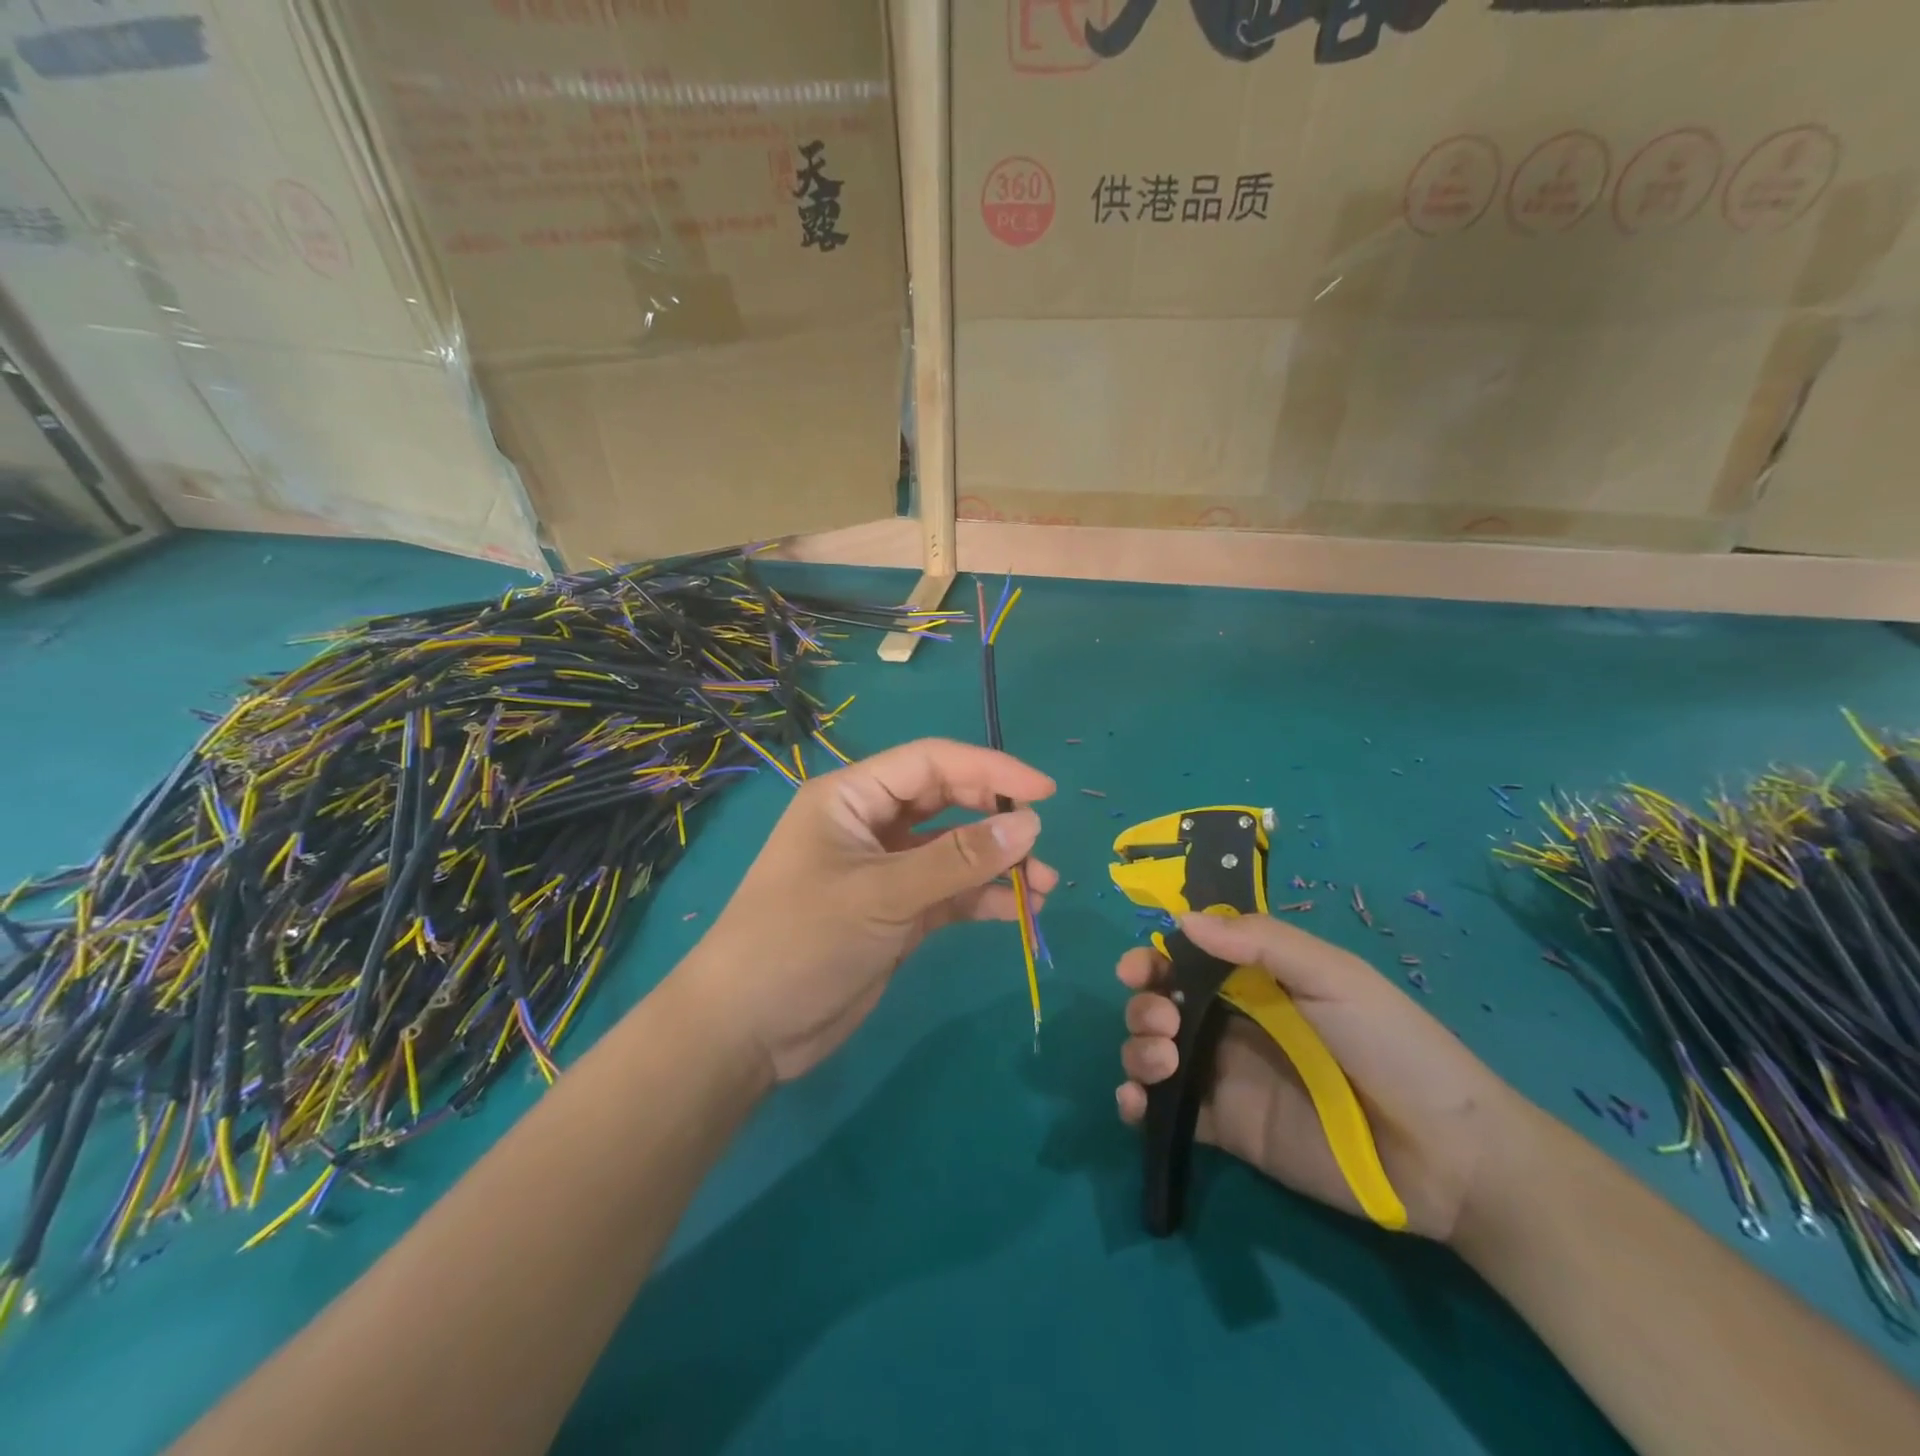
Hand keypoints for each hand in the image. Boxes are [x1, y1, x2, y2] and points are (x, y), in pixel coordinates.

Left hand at [681, 738, 1055, 1081]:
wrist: (748, 1030)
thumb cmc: (802, 941)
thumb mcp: (882, 895)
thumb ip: (958, 860)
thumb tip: (1031, 826)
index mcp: (851, 797)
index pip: (930, 763)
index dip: (989, 770)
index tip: (1044, 792)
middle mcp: (869, 824)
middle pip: (946, 802)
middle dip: (996, 820)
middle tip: (1042, 843)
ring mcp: (884, 870)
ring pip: (953, 850)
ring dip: (997, 864)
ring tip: (1044, 888)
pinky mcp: (895, 912)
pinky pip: (949, 892)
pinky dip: (982, 898)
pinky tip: (1018, 911)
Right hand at [1115, 912, 1521, 1241]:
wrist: (1445, 1153)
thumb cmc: (1392, 1045)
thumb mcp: (1334, 976)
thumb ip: (1263, 943)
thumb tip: (1182, 919)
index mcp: (1256, 982)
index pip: (1187, 960)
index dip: (1155, 959)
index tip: (1136, 968)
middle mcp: (1231, 1023)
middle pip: (1161, 1003)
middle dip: (1143, 1004)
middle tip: (1162, 1020)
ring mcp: (1225, 1076)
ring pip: (1153, 1051)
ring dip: (1136, 1048)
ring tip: (1162, 1060)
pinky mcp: (1225, 1128)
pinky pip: (1166, 1111)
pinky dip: (1136, 1103)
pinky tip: (1135, 1103)